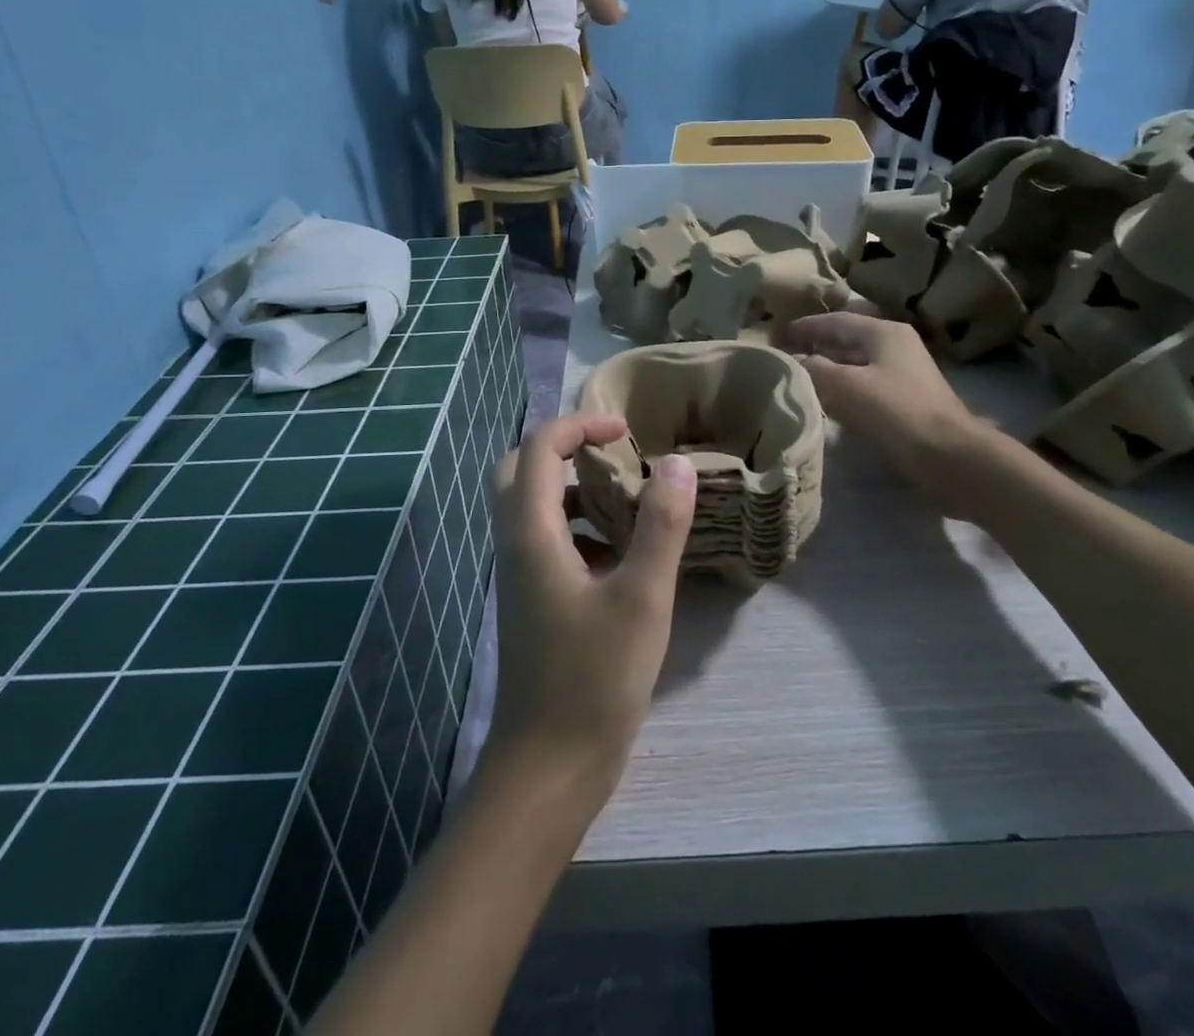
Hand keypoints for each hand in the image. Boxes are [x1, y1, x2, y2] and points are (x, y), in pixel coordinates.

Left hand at [486, 414, 696, 802]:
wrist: (548, 768)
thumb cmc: (594, 680)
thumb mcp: (642, 597)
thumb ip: (661, 525)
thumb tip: (678, 463)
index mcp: (531, 534)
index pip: (538, 448)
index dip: (580, 425)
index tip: (626, 431)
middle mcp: (515, 546)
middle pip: (518, 470)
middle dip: (562, 450)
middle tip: (611, 454)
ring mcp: (520, 577)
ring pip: (532, 507)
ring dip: (573, 490)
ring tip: (627, 499)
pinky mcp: (532, 602)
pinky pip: (547, 542)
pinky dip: (578, 529)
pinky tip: (621, 556)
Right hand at [780, 314, 990, 486]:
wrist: (949, 457)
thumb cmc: (896, 412)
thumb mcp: (846, 386)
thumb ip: (814, 369)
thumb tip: (792, 361)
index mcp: (884, 332)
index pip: (836, 321)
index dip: (805, 327)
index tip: (777, 335)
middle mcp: (896, 346)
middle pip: (847, 340)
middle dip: (816, 347)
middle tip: (784, 357)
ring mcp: (905, 374)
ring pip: (857, 364)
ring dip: (829, 369)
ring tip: (799, 379)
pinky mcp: (907, 401)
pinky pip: (866, 386)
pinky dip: (844, 389)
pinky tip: (827, 403)